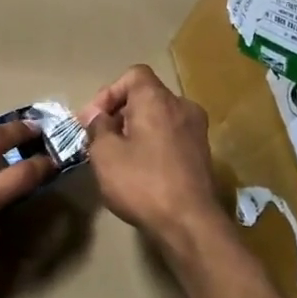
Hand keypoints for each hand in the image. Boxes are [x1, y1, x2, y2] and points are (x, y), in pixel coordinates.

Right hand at [81, 65, 221, 244]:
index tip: (94, 120)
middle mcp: (182, 107)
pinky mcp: (202, 153)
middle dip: (119, 113)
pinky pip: (171, 136)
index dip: (109, 93)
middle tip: (99, 139)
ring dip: (136, 130)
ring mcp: (196, 130)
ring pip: (159, 117)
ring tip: (117, 156)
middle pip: (146, 96)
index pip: (133, 75)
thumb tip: (98, 116)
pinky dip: (153, 143)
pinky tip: (140, 169)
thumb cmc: (141, 183)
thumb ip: (98, 128)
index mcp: (157, 100)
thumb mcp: (104, 154)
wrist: (189, 222)